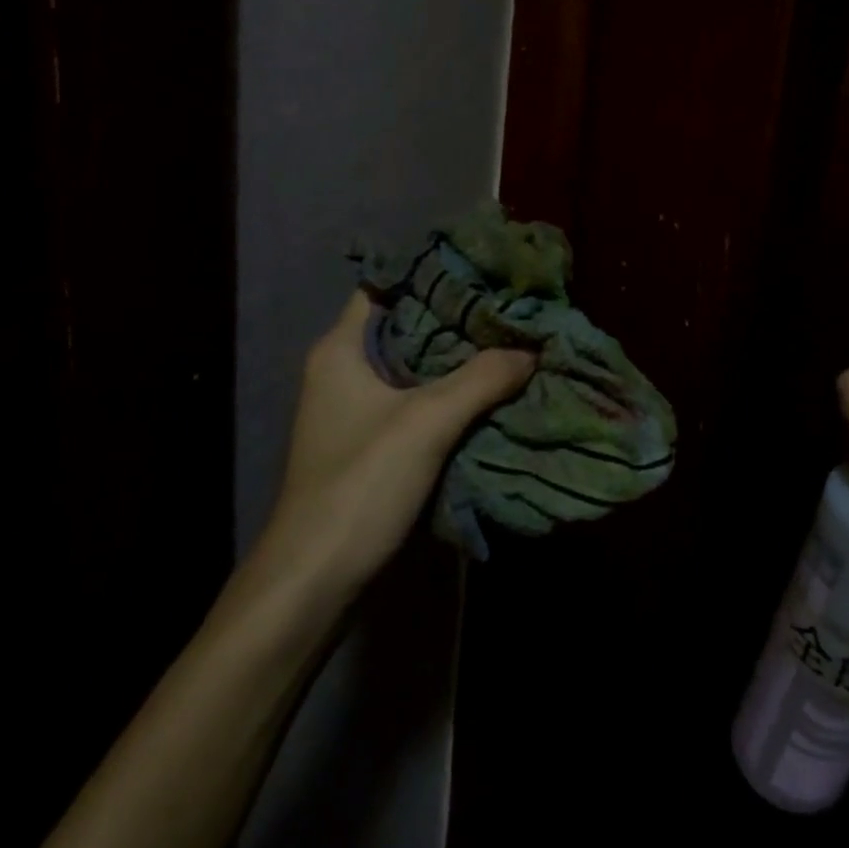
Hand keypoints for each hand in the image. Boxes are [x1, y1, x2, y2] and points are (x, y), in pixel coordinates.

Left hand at [254, 293, 535, 596]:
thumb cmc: (360, 484)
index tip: (482, 269)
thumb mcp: (426, 422)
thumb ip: (481, 379)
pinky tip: (495, 391)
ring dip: (461, 360)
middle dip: (459, 318)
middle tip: (511, 306)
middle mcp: (346, 371)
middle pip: (408, 327)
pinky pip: (420, 403)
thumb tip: (532, 347)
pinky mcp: (375, 444)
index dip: (430, 273)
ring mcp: (359, 410)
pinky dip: (454, 395)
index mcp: (342, 350)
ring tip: (513, 341)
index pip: (385, 287)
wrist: (316, 578)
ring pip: (418, 368)